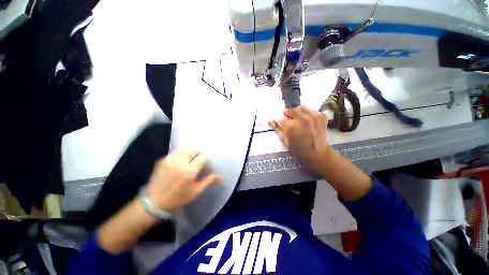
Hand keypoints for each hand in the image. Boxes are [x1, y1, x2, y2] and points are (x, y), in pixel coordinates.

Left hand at [146, 150, 221, 210]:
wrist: (153, 202)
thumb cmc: (177, 198)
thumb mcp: (195, 191)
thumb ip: (209, 181)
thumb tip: (221, 177)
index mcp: (189, 170)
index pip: (203, 156)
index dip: (207, 159)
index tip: (206, 165)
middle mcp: (180, 162)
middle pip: (194, 150)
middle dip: (200, 153)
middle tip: (200, 161)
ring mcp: (170, 159)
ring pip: (185, 149)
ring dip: (191, 152)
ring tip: (192, 159)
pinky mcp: (163, 159)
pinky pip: (176, 152)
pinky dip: (182, 154)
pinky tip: (182, 161)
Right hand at [268, 105, 332, 175]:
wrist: (318, 153)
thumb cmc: (299, 150)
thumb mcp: (285, 141)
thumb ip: (277, 129)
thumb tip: (270, 120)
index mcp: (291, 127)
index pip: (280, 116)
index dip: (278, 119)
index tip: (279, 122)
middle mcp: (302, 119)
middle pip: (289, 108)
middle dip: (286, 114)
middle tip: (288, 120)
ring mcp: (313, 116)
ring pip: (299, 106)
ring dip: (296, 112)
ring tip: (298, 120)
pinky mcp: (321, 115)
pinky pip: (309, 109)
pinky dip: (306, 114)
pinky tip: (307, 121)